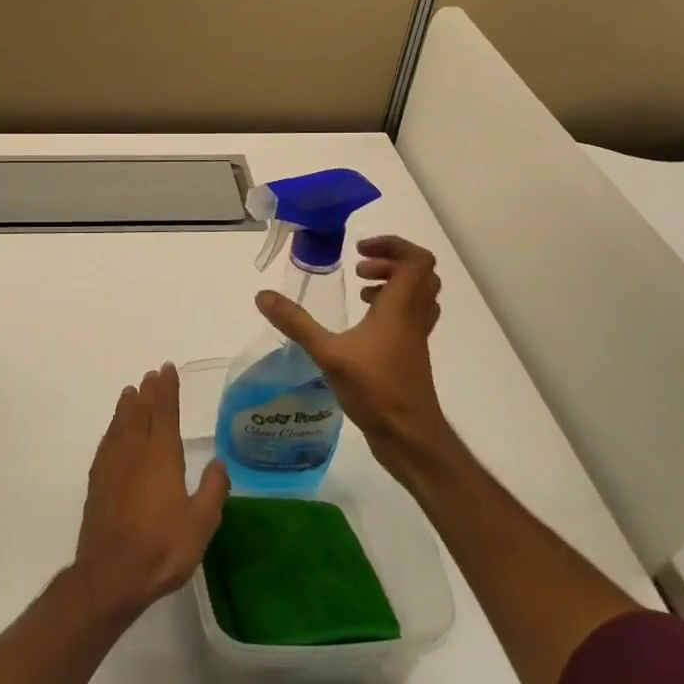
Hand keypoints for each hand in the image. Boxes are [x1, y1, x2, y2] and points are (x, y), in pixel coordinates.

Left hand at [72, 363, 228, 620]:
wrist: (111, 574)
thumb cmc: (162, 548)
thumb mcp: (201, 523)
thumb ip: (212, 490)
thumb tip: (219, 463)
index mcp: (161, 455)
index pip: (165, 411)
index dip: (168, 389)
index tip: (168, 369)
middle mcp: (135, 451)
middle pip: (141, 412)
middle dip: (148, 392)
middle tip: (152, 375)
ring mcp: (112, 464)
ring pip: (121, 424)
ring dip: (128, 406)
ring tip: (131, 392)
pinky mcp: (98, 481)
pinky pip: (107, 442)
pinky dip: (113, 428)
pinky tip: (114, 431)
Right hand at [256, 235, 451, 485]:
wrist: (410, 437)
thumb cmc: (376, 390)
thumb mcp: (328, 353)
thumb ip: (296, 323)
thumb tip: (263, 296)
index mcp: (400, 308)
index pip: (416, 260)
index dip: (392, 246)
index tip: (359, 251)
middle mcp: (414, 317)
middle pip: (420, 274)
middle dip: (390, 262)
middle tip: (359, 270)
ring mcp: (415, 338)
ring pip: (419, 296)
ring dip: (392, 285)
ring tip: (361, 292)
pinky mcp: (411, 356)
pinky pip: (410, 317)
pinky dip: (391, 309)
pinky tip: (362, 326)